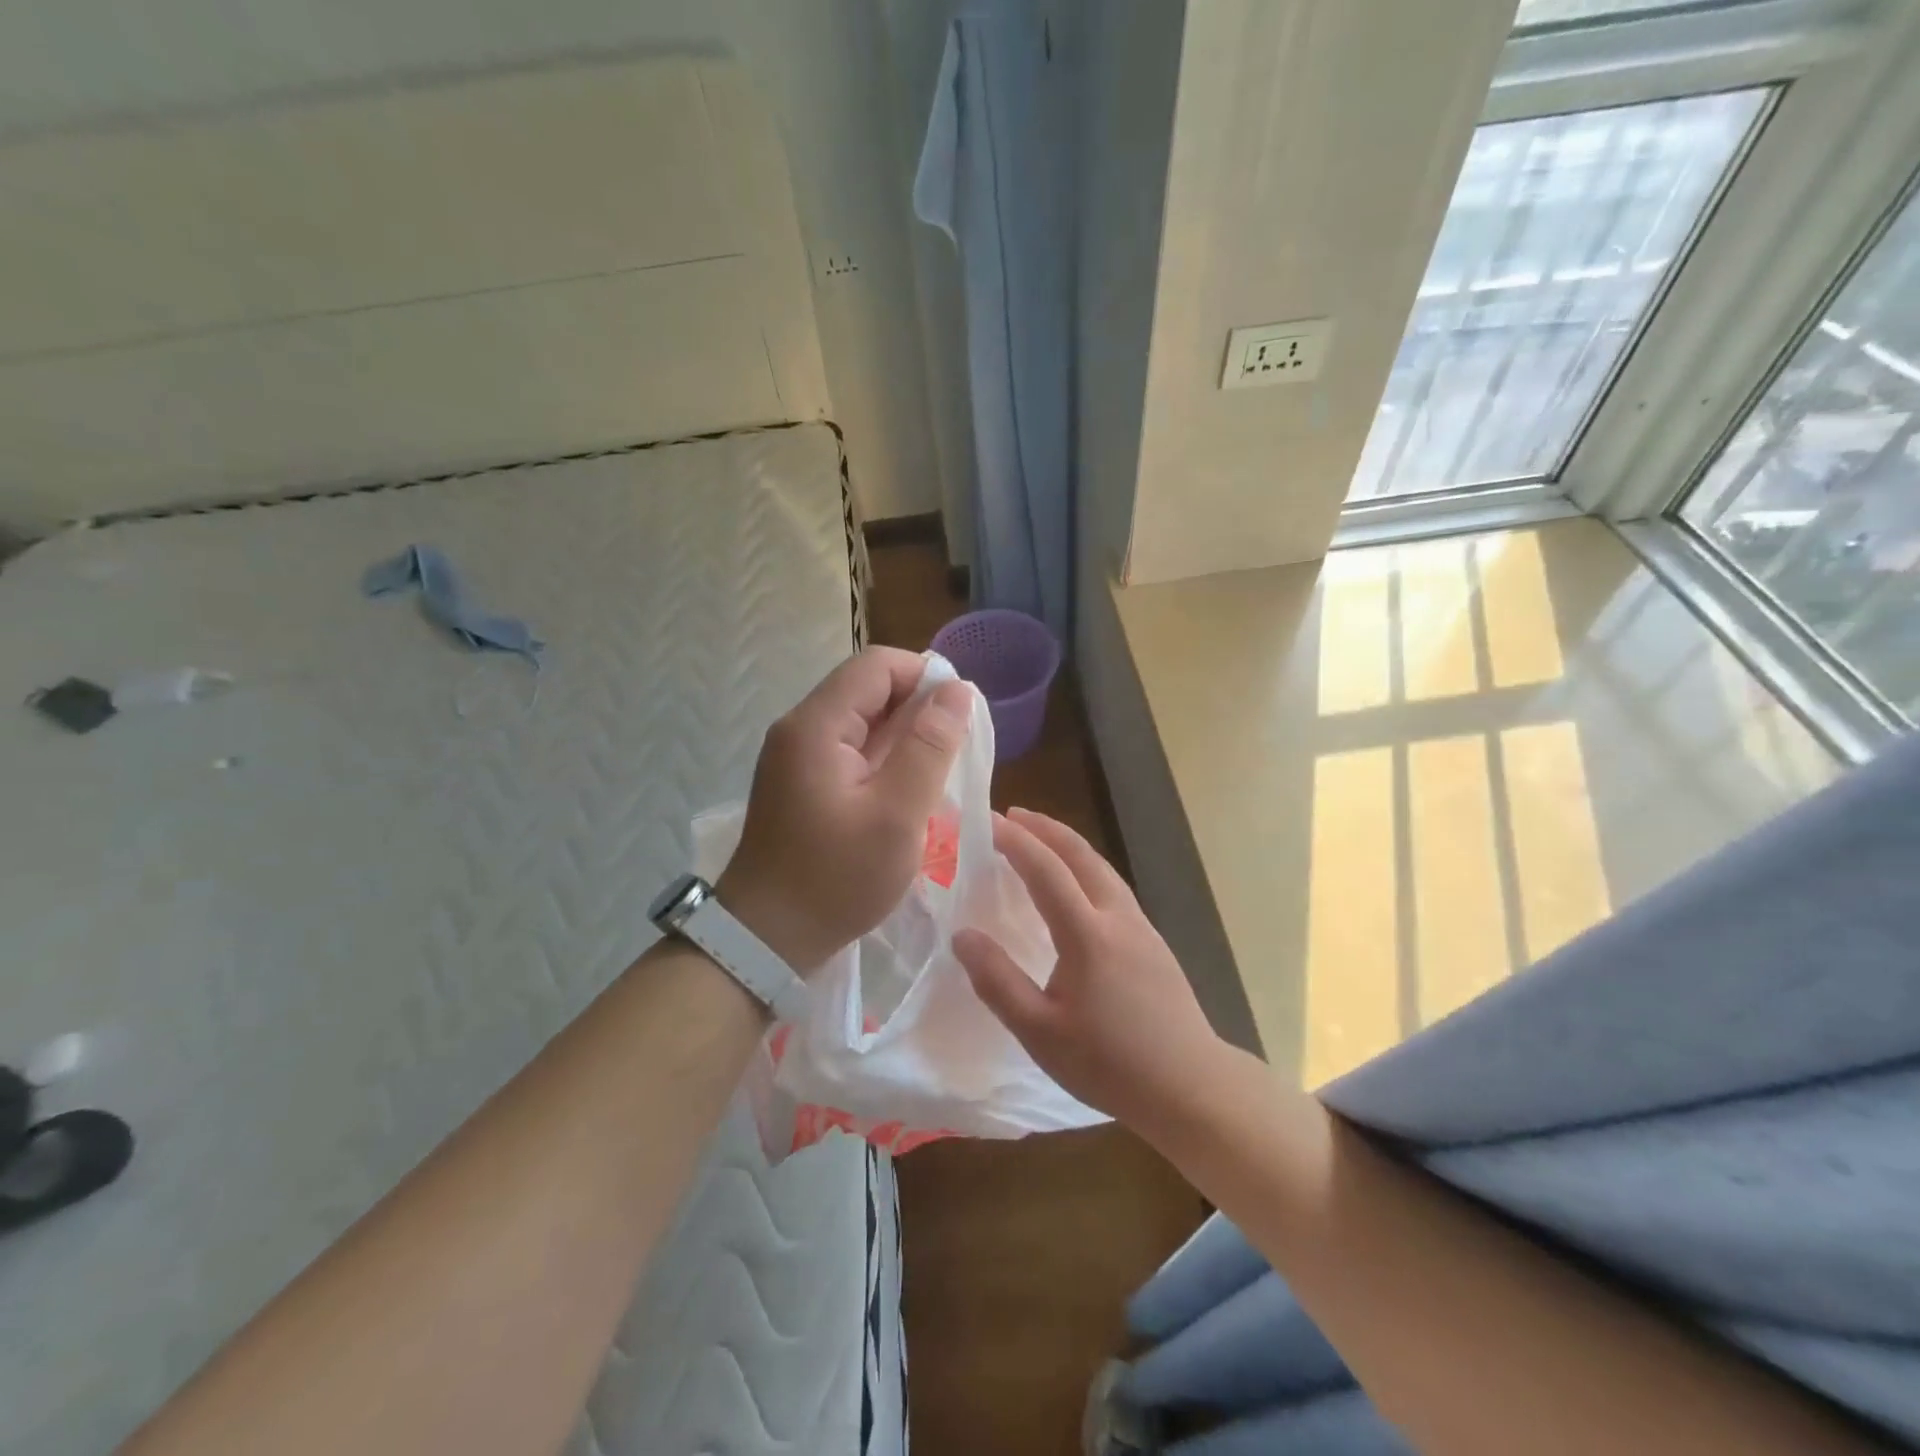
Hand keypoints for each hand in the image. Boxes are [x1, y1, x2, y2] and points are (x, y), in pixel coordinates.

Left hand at [717, 646, 971, 972]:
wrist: (766, 939)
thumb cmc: (836, 879)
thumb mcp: (897, 815)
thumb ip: (930, 748)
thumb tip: (957, 691)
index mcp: (817, 726)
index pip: (876, 665)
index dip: (924, 677)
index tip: (959, 718)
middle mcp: (801, 729)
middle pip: (868, 689)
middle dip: (917, 710)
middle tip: (953, 755)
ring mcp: (797, 756)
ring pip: (862, 721)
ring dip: (904, 738)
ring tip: (937, 775)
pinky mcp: (803, 782)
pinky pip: (851, 751)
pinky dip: (885, 760)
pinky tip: (907, 792)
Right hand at [953, 808, 1227, 1137]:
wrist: (1190, 1086)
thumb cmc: (1110, 1063)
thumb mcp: (1040, 1032)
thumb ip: (998, 981)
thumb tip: (962, 935)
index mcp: (1088, 935)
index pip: (1046, 870)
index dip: (1015, 841)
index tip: (988, 821)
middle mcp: (1117, 917)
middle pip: (1081, 856)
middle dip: (1045, 829)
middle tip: (1013, 814)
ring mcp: (1141, 927)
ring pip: (1102, 868)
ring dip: (1068, 844)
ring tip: (1040, 838)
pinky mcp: (1153, 941)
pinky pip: (1113, 886)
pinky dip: (1085, 867)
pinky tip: (1076, 884)